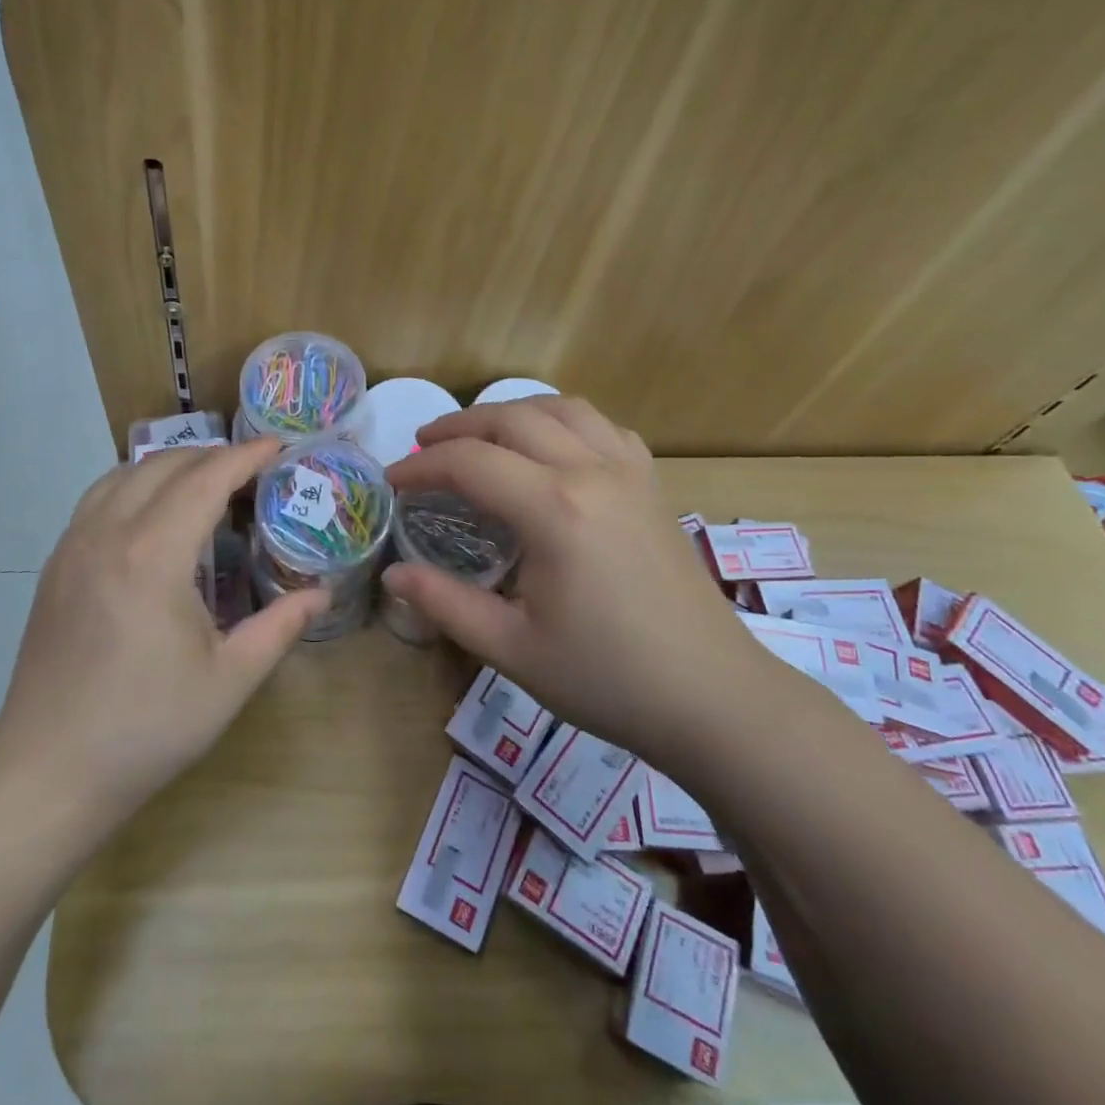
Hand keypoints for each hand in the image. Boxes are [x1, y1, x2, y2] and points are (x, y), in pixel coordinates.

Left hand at [0, 439, 325, 817]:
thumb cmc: (147, 728)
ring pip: (124, 474)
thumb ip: (281, 626)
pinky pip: (98, 498)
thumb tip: (322, 593)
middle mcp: (107, 534)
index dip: (245, 457)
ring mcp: (73, 546)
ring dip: (170, 466)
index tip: (278, 447)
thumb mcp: (229, 680)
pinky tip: (154, 515)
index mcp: (153, 556)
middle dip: (212, 456)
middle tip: (251, 471)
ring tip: (206, 483)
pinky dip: (135, 484)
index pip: (205, 480)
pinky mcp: (55, 565)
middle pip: (164, 465)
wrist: (48, 772)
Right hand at [384, 398, 776, 759]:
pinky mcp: (653, 484)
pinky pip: (603, 426)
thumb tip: (393, 574)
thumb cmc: (607, 678)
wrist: (712, 697)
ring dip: (511, 412)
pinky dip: (564, 421)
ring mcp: (630, 471)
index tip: (392, 482)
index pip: (470, 462)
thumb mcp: (512, 648)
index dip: (422, 466)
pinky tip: (552, 447)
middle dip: (458, 426)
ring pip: (561, 408)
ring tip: (480, 435)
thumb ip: (445, 603)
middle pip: (511, 418)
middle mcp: (591, 471)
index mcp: (553, 509)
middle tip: (423, 447)